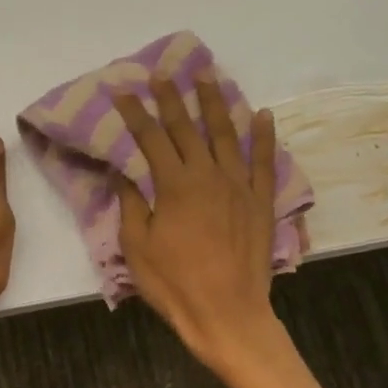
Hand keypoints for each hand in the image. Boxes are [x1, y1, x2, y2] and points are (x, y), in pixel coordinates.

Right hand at [114, 74, 280, 369]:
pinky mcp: (261, 201)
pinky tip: (262, 113)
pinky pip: (264, 161)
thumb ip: (132, 204)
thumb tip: (124, 171)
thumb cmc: (174, 284)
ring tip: (208, 76)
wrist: (227, 314)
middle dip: (173, 98)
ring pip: (227, 134)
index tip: (123, 91)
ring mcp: (239, 186)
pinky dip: (265, 136)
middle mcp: (208, 175)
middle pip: (187, 128)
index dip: (136, 113)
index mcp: (175, 185)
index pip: (151, 138)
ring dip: (216, 103)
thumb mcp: (137, 246)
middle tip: (164, 72)